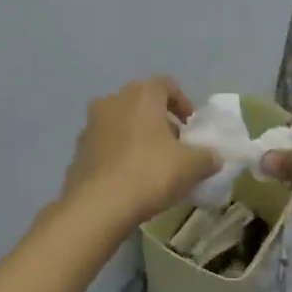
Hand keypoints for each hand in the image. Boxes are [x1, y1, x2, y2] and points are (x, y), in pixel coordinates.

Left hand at [60, 78, 221, 227]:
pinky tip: (130, 177)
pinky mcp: (78, 149)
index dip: (183, 103)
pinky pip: (106, 144)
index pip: (167, 85)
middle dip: (160, 121)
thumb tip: (213, 157)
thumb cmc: (149, 174)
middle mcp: (113, 100)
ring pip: (122, 122)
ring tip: (152, 163)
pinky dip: (119, 153)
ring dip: (138, 136)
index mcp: (142, 95)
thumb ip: (208, 157)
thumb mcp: (192, 166)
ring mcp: (91, 124)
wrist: (97, 206)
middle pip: (143, 103)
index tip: (192, 127)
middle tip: (175, 145)